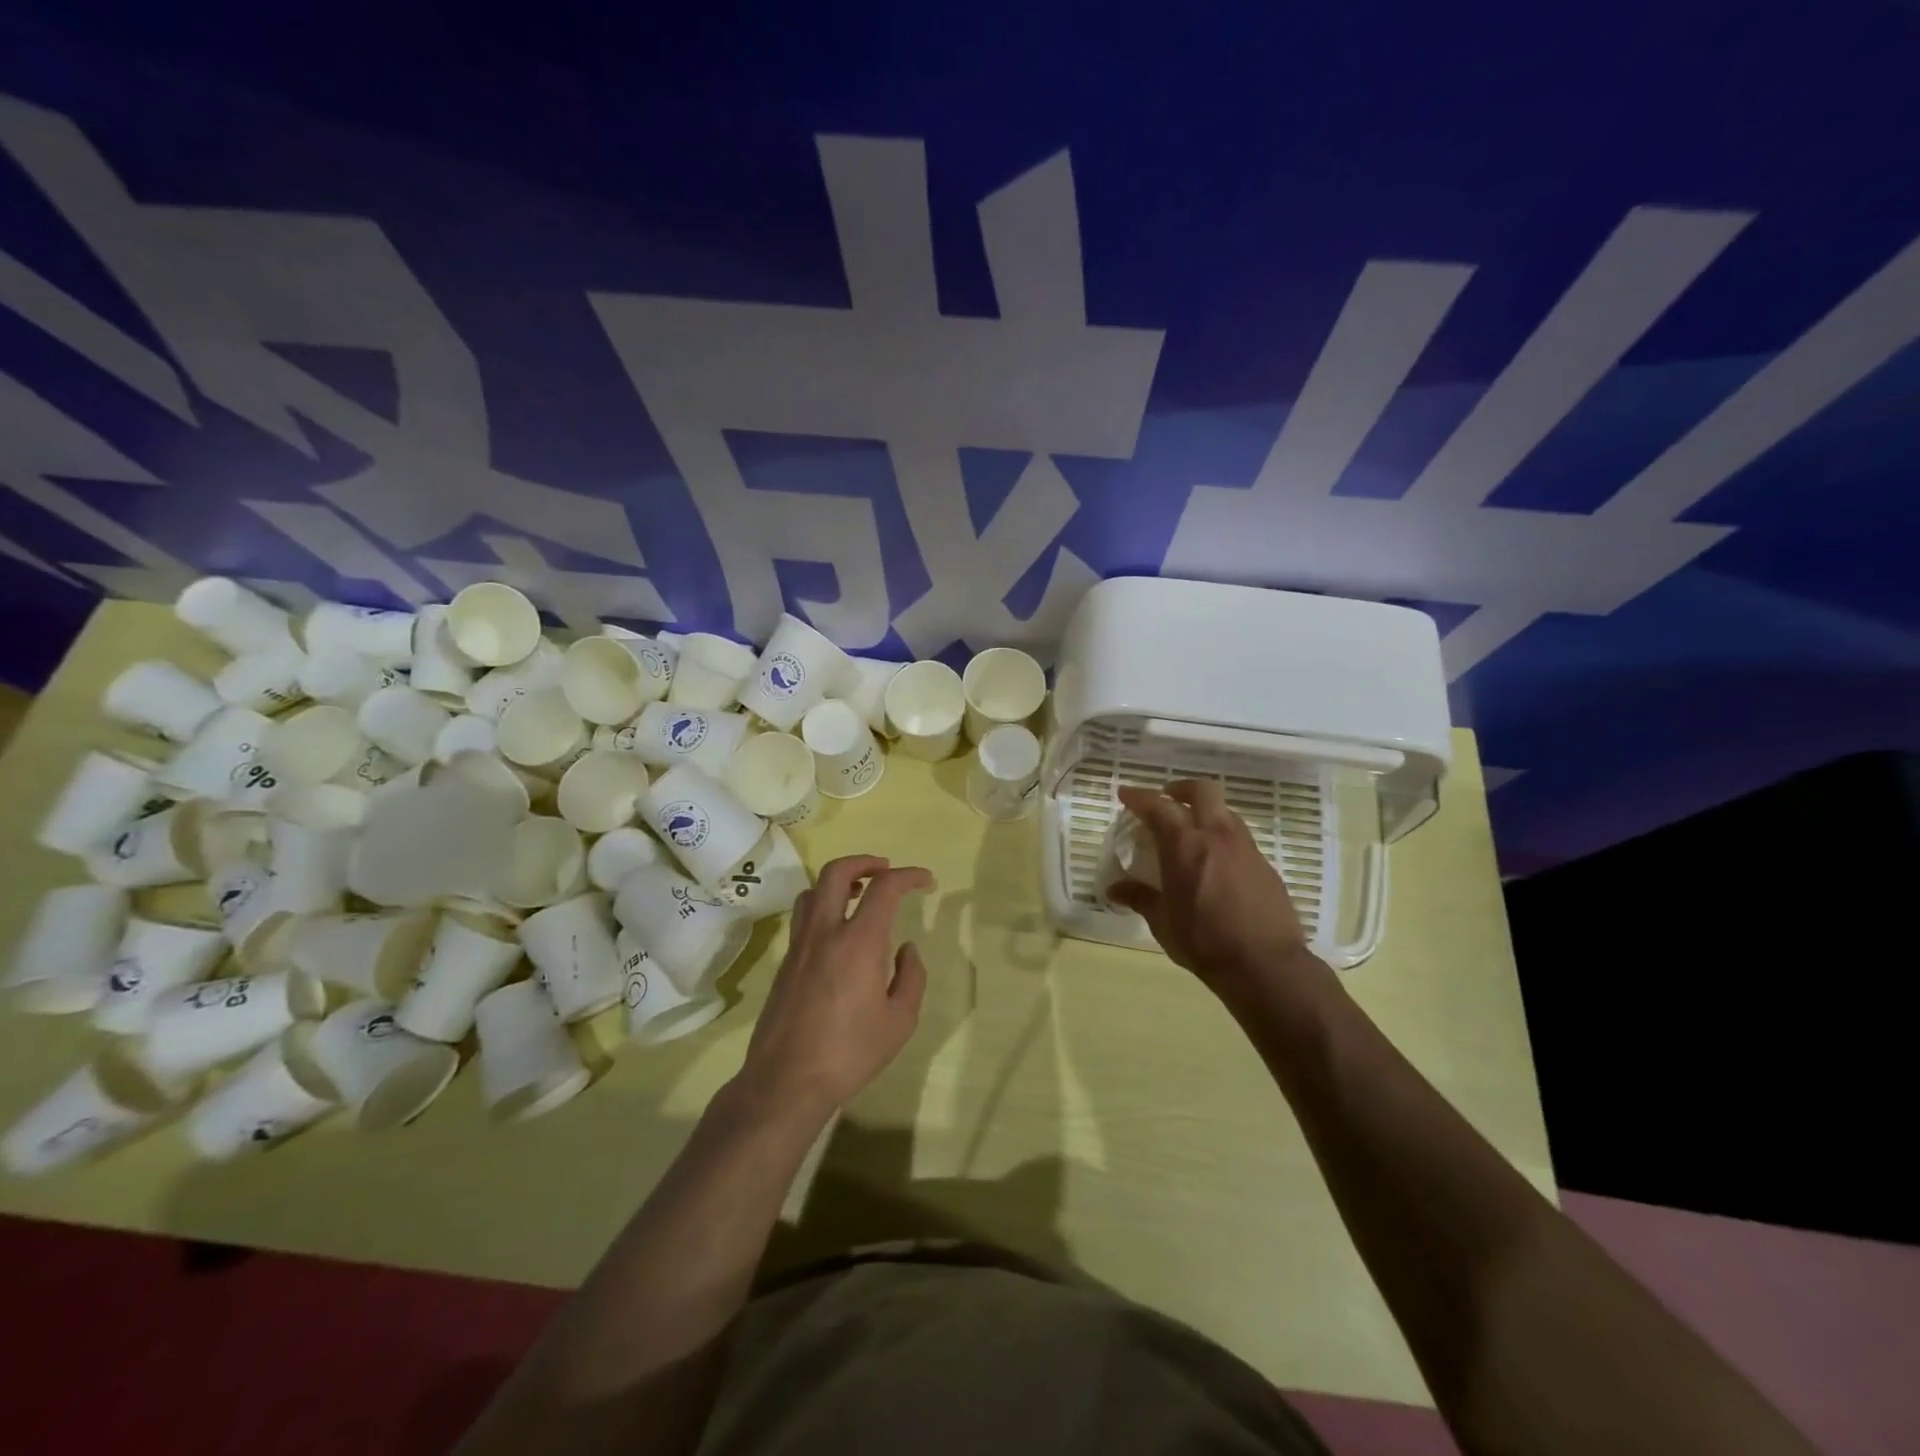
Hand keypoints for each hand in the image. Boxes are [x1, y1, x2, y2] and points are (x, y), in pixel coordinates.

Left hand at [736, 855, 934, 1122]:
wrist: (786, 1081)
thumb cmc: (851, 1052)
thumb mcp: (900, 1020)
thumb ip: (911, 977)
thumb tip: (906, 949)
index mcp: (859, 941)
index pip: (885, 887)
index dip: (909, 875)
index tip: (927, 882)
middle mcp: (825, 932)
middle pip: (837, 872)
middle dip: (865, 861)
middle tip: (885, 870)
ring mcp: (800, 945)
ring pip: (813, 890)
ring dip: (839, 881)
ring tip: (859, 894)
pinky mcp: (785, 963)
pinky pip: (804, 916)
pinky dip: (823, 905)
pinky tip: (838, 930)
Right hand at [1109, 781, 1321, 997]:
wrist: (1265, 965)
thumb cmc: (1203, 941)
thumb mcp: (1163, 921)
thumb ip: (1140, 898)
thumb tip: (1115, 890)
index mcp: (1185, 845)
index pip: (1158, 806)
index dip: (1139, 796)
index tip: (1125, 793)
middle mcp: (1217, 836)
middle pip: (1203, 790)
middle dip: (1181, 789)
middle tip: (1168, 799)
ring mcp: (1246, 849)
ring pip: (1226, 812)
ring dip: (1206, 813)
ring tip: (1193, 832)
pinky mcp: (1266, 867)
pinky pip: (1241, 840)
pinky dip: (1224, 841)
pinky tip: (1218, 866)